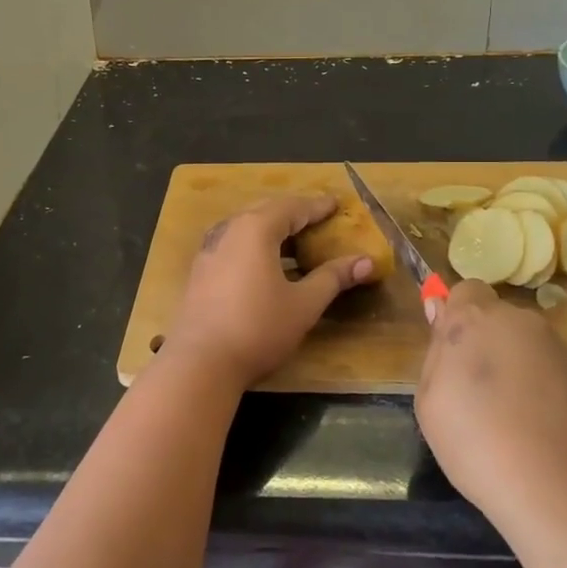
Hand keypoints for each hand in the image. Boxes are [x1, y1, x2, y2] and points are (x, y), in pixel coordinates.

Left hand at [164, 195, 377, 384]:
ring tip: (293, 238)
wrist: (200, 363)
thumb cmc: (258, 328)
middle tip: (316, 217)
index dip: (316, 207)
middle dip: (293, 212)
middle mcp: (229, 230)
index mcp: (255, 229)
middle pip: (265, 211)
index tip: (335, 204)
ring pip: (244, 226)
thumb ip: (333, 278)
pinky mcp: (199, 270)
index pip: (292, 207)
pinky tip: (262, 262)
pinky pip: (232, 243)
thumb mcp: (303, 304)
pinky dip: (253, 243)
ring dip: (270, 227)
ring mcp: (209, 250)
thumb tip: (367, 261)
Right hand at [416, 280, 566, 522]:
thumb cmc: (476, 442)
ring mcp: (558, 349)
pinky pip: (548, 372)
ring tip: (506, 418)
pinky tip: (534, 430)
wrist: (560, 491)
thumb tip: (441, 315)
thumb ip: (436, 354)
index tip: (449, 354)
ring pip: (524, 346)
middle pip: (496, 319)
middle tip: (473, 392)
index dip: (455, 317)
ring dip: (513, 366)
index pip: (465, 291)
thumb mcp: (429, 402)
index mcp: (475, 319)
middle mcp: (520, 322)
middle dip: (484, 343)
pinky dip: (539, 390)